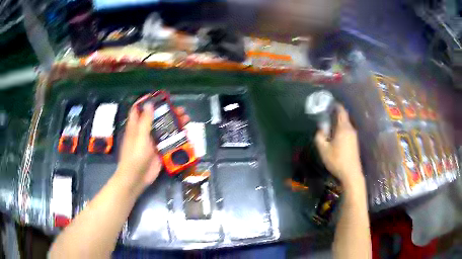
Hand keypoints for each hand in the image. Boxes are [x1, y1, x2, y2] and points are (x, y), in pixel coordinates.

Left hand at [116, 104, 189, 192]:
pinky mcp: (159, 151)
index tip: (159, 97)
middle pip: (156, 118)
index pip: (139, 109)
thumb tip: (149, 103)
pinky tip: (185, 134)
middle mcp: (144, 132)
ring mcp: (152, 142)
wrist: (136, 178)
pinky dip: (176, 137)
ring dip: (174, 124)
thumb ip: (145, 121)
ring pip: (164, 129)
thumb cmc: (135, 156)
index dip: (146, 102)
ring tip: (186, 119)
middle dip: (167, 112)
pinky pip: (168, 141)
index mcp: (136, 126)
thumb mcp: (140, 136)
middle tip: (180, 109)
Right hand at [315, 104, 363, 185]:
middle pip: (344, 116)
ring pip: (345, 124)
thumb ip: (319, 137)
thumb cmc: (337, 160)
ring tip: (329, 125)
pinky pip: (347, 130)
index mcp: (343, 128)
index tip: (328, 103)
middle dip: (335, 113)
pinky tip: (335, 135)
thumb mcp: (323, 149)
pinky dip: (341, 128)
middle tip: (326, 115)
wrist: (351, 173)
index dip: (335, 105)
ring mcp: (354, 136)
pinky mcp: (354, 142)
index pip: (341, 111)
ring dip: (338, 122)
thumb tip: (320, 129)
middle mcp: (350, 129)